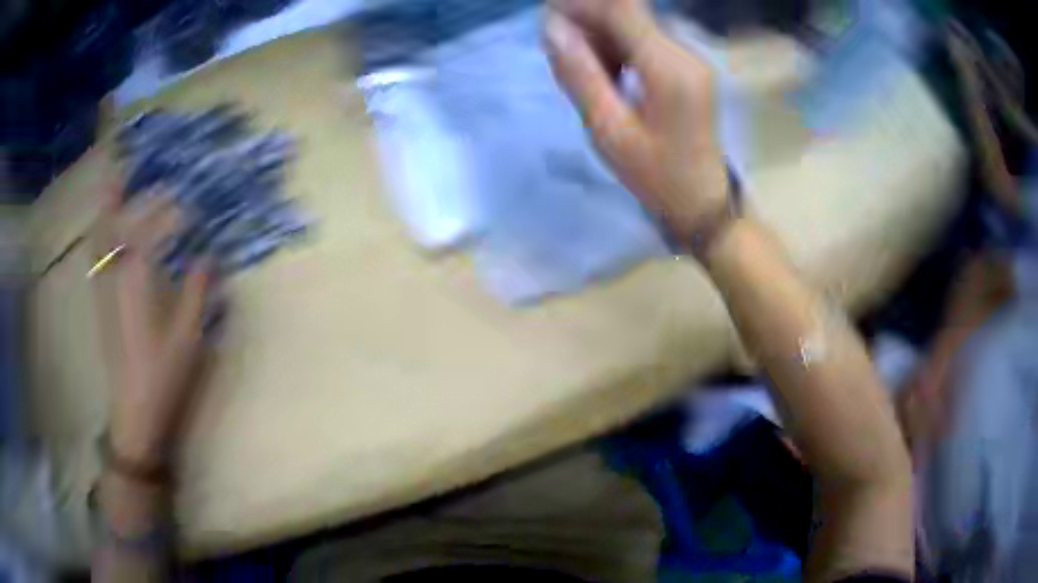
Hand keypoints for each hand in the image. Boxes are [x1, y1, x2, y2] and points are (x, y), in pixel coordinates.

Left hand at [95, 185, 213, 468]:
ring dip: (106, 205)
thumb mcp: (187, 335)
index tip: (190, 202)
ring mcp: (103, 286)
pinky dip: (102, 230)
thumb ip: (198, 290)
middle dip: (122, 189)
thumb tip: (207, 256)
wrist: (133, 411)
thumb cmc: (162, 374)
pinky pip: (98, 253)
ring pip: (100, 235)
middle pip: (114, 221)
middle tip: (133, 161)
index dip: (171, 209)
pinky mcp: (100, 300)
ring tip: (113, 181)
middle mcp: (114, 274)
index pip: (151, 227)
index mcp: (136, 279)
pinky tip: (109, 227)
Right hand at [544, 0, 728, 243]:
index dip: (581, 4)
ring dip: (601, 35)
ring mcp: (690, 57)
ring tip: (580, 68)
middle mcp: (684, 52)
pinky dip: (618, 47)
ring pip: (635, 24)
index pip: (621, 10)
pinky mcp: (688, 66)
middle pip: (629, 13)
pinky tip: (606, 73)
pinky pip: (646, 41)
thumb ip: (580, 74)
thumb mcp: (609, 131)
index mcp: (669, 68)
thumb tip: (551, 28)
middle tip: (559, 50)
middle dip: (588, 20)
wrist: (703, 202)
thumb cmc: (657, 176)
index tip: (548, 17)